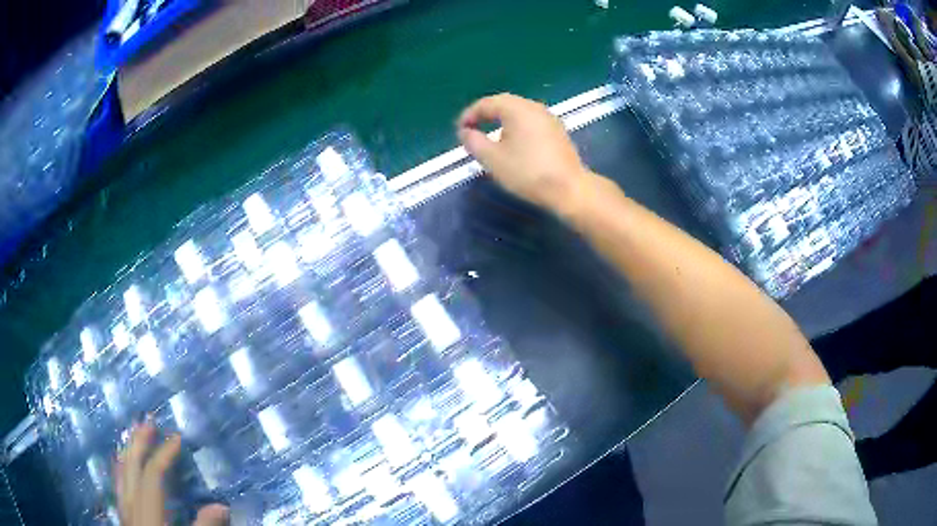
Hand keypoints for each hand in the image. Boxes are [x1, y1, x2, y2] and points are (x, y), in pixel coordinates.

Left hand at [115, 422, 228, 525]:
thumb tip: (221, 506)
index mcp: (148, 510)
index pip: (153, 474)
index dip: (164, 453)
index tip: (177, 437)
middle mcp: (131, 503)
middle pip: (132, 465)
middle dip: (140, 441)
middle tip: (149, 420)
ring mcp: (123, 507)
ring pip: (121, 470)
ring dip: (129, 449)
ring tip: (135, 432)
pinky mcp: (121, 513)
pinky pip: (117, 481)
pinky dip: (121, 465)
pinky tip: (123, 462)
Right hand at [457, 93, 595, 214]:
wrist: (569, 189)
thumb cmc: (527, 172)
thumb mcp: (492, 159)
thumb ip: (473, 142)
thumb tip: (465, 131)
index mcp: (516, 109)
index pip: (487, 103)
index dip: (470, 115)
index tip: (460, 130)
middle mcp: (534, 107)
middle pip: (504, 104)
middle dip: (485, 115)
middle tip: (472, 130)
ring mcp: (549, 118)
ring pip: (519, 112)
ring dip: (501, 121)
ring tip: (490, 137)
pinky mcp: (558, 132)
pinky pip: (531, 122)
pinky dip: (517, 127)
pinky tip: (514, 144)